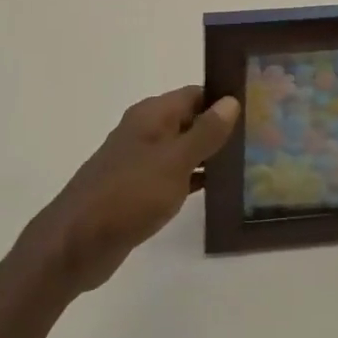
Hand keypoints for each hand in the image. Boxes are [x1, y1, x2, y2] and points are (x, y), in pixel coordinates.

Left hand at [26, 86, 238, 293]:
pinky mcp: (138, 191)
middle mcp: (146, 132)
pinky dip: (194, 179)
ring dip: (210, 155)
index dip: (223, 99)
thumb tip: (231, 101)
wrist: (76, 243)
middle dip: (221, 128)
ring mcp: (141, 162)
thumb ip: (204, 132)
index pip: (195, 94)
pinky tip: (219, 191)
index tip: (257, 108)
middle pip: (190, 120)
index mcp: (152, 115)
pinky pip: (174, 176)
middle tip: (261, 138)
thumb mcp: (174, 161)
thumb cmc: (128, 194)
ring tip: (249, 164)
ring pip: (183, 150)